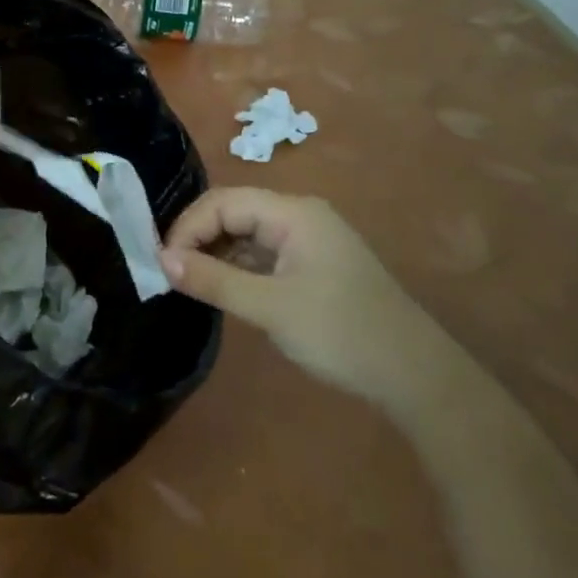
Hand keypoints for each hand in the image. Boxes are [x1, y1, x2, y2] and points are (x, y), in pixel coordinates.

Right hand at [162, 188, 438, 407]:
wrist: (414, 375)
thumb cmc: (340, 332)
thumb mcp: (270, 307)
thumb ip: (214, 280)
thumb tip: (162, 260)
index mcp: (293, 213)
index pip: (224, 202)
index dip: (189, 227)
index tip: (163, 263)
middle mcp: (300, 216)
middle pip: (235, 212)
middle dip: (199, 238)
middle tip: (170, 273)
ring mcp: (309, 241)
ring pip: (247, 234)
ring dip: (217, 254)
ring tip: (189, 283)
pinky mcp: (313, 265)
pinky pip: (264, 254)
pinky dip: (238, 267)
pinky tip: (223, 289)